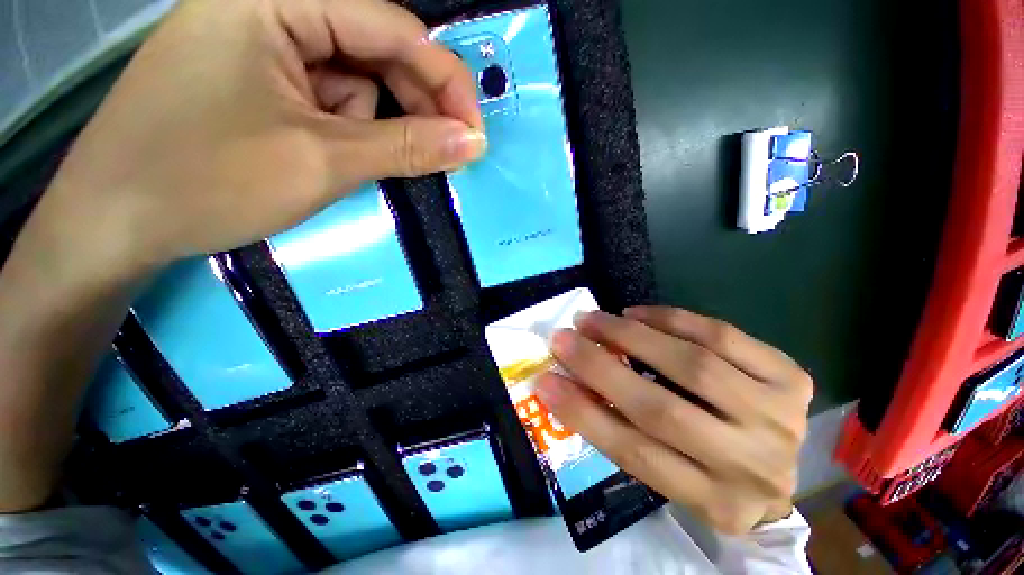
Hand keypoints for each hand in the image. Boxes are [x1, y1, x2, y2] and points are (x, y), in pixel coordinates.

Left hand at [44, 0, 482, 275]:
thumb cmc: (205, 181)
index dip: (446, 82)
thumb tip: (472, 142)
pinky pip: (325, 95)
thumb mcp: (323, 161)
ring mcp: (258, 40)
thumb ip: (407, 147)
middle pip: (375, 49)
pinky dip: (344, 127)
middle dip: (412, 106)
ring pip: (353, 77)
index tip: (474, 135)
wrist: (114, 223)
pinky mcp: (254, 76)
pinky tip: (327, 155)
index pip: (394, 27)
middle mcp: (268, 5)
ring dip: (372, 123)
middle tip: (442, 155)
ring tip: (356, 163)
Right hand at [536, 307, 811, 534]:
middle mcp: (751, 465)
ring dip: (631, 334)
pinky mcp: (791, 378)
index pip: (634, 453)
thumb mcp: (672, 474)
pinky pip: (721, 336)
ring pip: (692, 365)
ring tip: (595, 320)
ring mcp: (779, 418)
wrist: (784, 467)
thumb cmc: (713, 473)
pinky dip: (671, 319)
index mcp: (714, 503)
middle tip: (564, 337)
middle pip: (660, 408)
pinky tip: (638, 313)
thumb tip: (572, 382)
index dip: (582, 413)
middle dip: (599, 366)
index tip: (545, 381)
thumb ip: (627, 431)